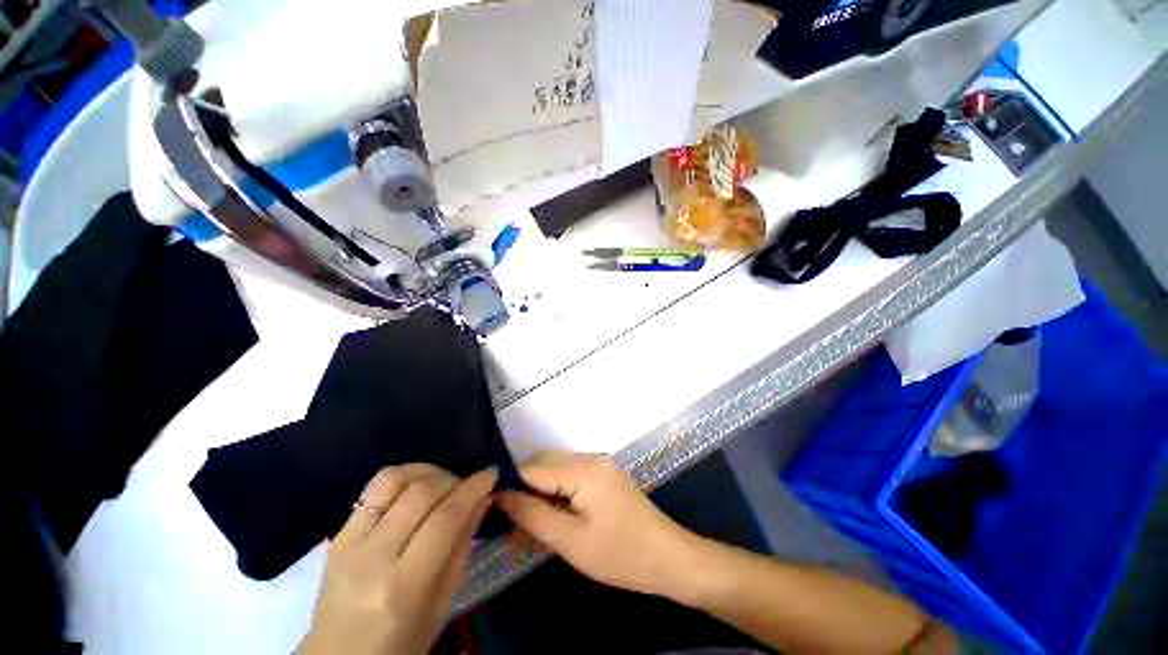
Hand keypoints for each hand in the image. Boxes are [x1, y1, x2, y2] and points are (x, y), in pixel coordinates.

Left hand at [299, 464, 496, 654]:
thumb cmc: (402, 640)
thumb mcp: (444, 601)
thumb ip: (463, 544)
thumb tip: (483, 498)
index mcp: (404, 585)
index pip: (445, 518)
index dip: (473, 489)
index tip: (491, 475)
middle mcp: (373, 558)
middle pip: (421, 493)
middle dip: (454, 479)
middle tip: (468, 484)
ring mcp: (348, 543)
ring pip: (393, 480)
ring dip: (426, 471)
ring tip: (442, 481)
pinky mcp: (337, 534)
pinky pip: (371, 489)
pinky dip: (403, 478)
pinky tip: (416, 487)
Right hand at [496, 451, 698, 597]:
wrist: (667, 557)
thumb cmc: (619, 553)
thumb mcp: (570, 540)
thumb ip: (532, 515)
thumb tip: (500, 496)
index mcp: (583, 468)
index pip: (533, 468)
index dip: (510, 487)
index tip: (493, 510)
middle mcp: (590, 457)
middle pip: (544, 466)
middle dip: (525, 491)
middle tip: (512, 524)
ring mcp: (599, 465)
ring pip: (556, 472)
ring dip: (540, 494)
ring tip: (531, 526)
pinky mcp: (604, 475)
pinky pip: (571, 477)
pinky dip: (557, 494)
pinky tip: (553, 518)